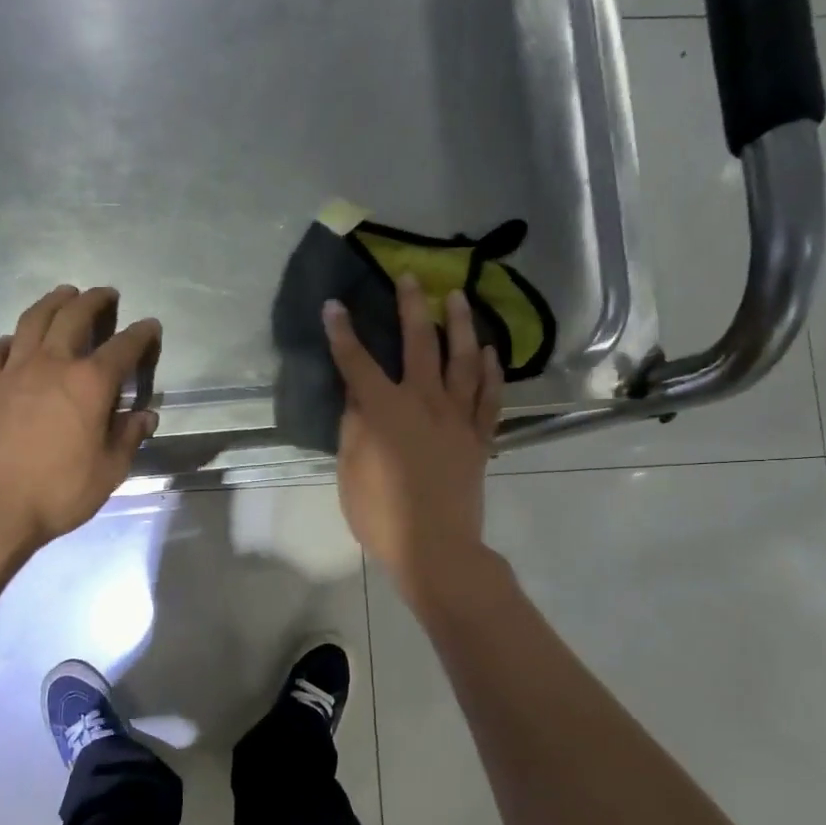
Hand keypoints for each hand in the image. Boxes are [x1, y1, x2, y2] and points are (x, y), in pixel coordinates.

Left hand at [0, 285, 160, 549]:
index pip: (123, 347)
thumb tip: (144, 416)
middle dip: (93, 301)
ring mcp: (12, 372)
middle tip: (105, 293)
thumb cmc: (58, 491)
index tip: (151, 326)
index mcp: (90, 383)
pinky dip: (10, 341)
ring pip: (32, 322)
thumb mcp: (109, 470)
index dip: (141, 334)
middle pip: (73, 317)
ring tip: (62, 294)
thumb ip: (128, 437)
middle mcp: (52, 365)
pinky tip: (13, 342)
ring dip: (51, 303)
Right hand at [325, 275, 503, 608]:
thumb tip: (356, 394)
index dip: (342, 333)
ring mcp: (457, 417)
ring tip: (458, 297)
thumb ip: (353, 426)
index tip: (334, 306)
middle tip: (411, 278)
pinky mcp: (479, 436)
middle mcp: (423, 402)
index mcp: (384, 411)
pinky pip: (490, 396)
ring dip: (460, 324)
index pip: (357, 362)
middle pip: (418, 344)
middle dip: (411, 307)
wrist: (436, 547)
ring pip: (462, 359)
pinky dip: (491, 370)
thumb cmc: (381, 514)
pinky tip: (489, 350)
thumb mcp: (351, 470)